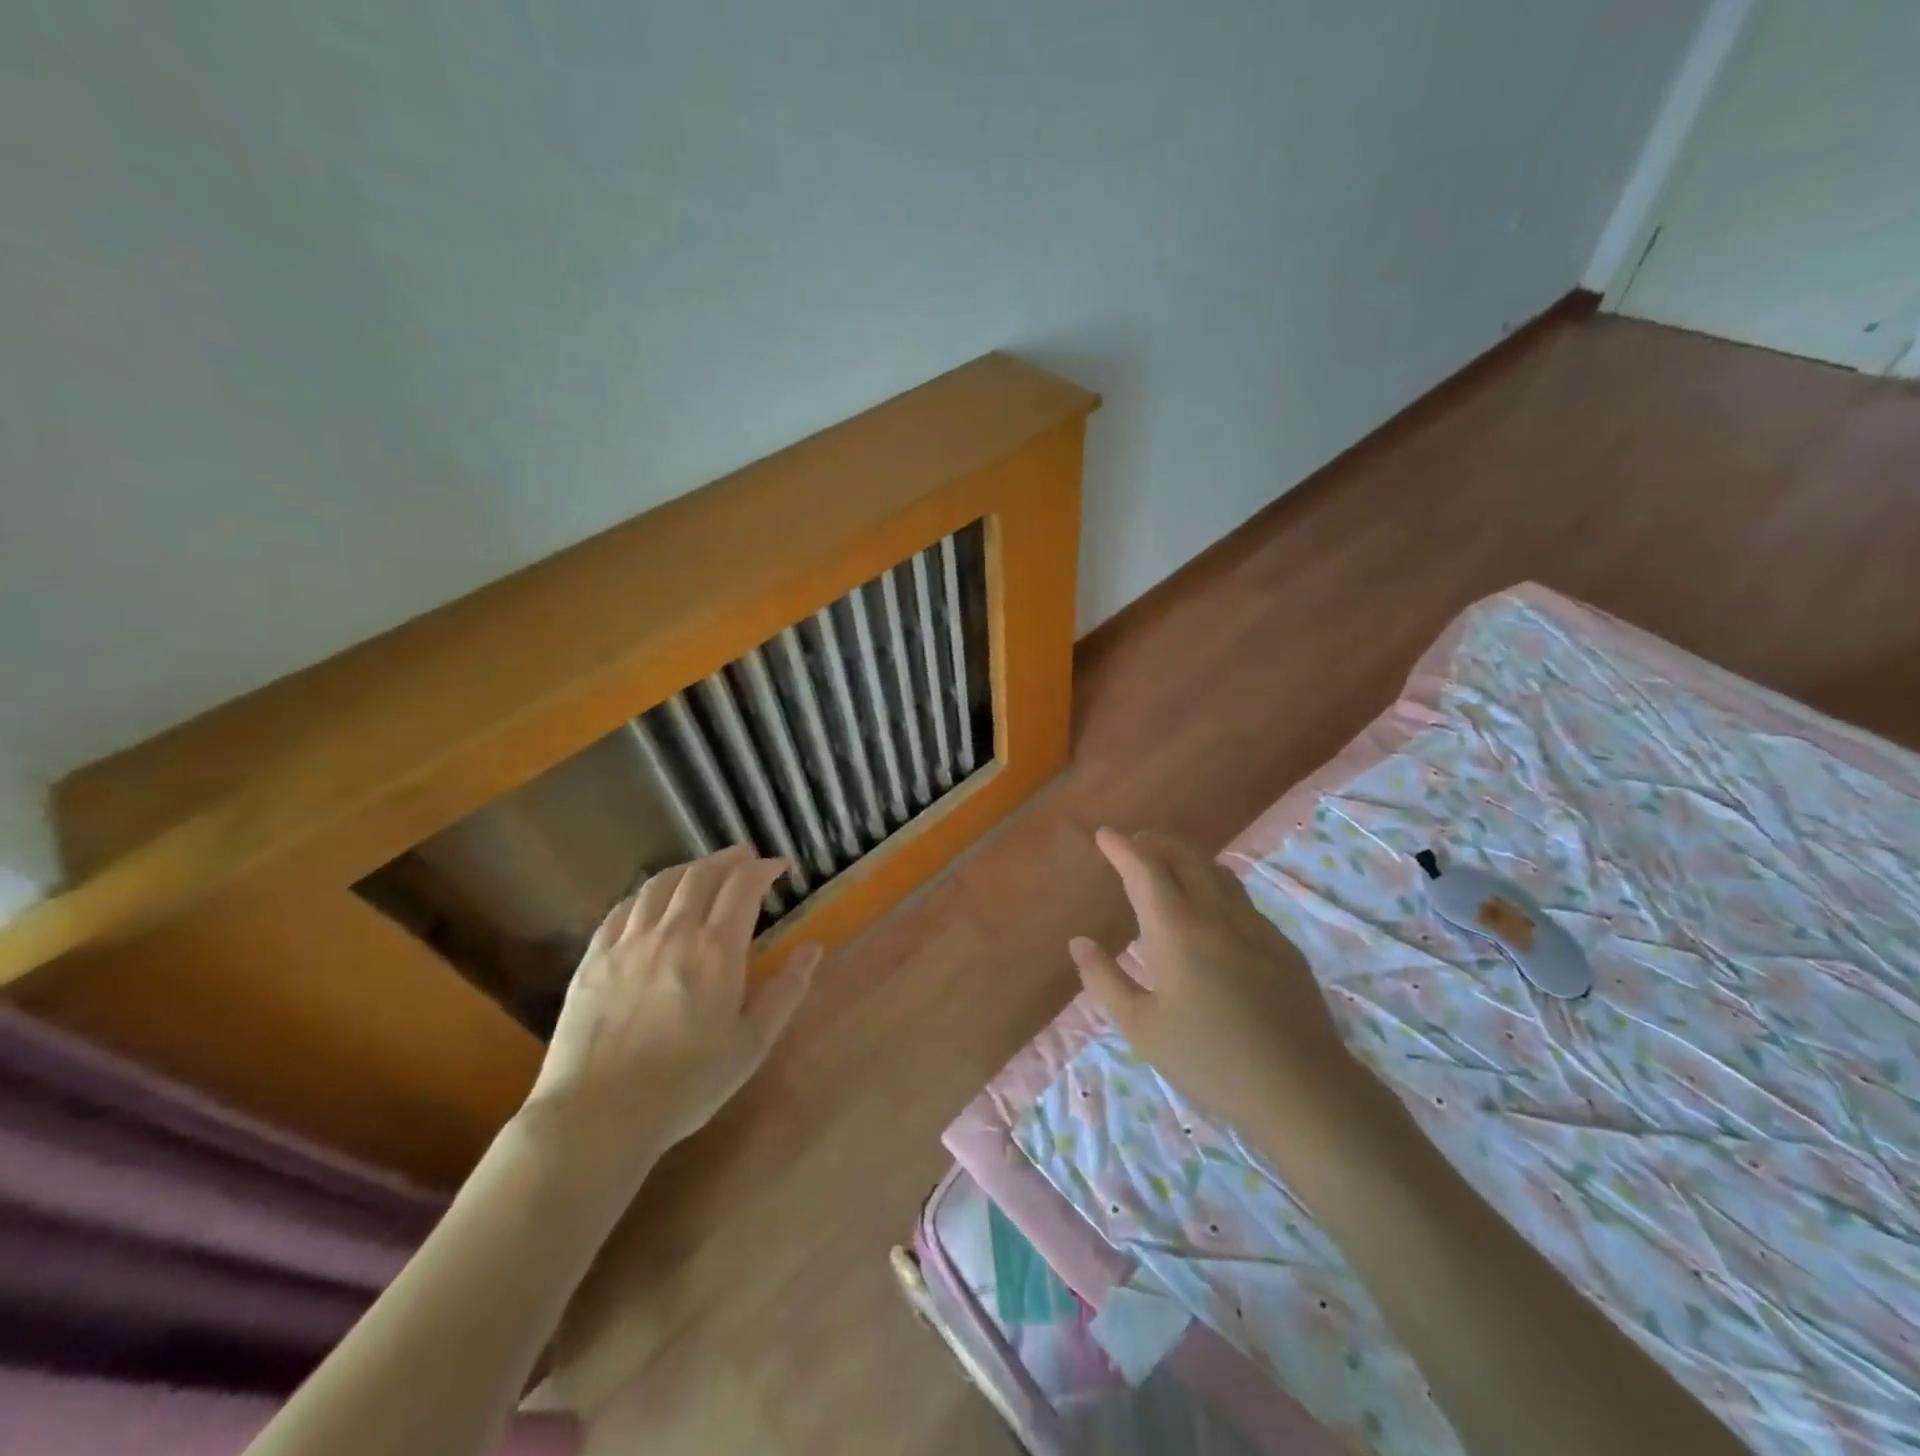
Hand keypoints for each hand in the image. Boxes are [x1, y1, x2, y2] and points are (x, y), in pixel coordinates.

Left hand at [519, 845, 819, 1184]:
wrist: (598, 1115)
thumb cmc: (686, 1085)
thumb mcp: (751, 1044)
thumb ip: (785, 991)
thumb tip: (813, 948)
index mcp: (716, 950)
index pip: (743, 886)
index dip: (764, 868)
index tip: (779, 867)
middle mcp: (673, 932)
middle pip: (702, 874)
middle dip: (729, 859)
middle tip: (745, 859)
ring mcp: (629, 942)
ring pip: (660, 883)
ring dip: (688, 868)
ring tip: (702, 871)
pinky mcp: (594, 958)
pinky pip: (622, 908)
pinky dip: (646, 893)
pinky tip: (651, 901)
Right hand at [1069, 828, 1356, 1133]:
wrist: (1302, 1089)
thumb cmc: (1209, 1059)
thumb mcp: (1141, 1027)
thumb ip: (1105, 979)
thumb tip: (1079, 942)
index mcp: (1177, 930)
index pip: (1145, 871)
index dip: (1122, 849)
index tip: (1105, 835)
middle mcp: (1217, 915)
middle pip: (1186, 858)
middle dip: (1157, 843)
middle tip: (1136, 843)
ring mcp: (1256, 927)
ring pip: (1219, 873)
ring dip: (1189, 859)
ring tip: (1171, 866)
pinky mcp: (1283, 947)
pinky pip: (1242, 900)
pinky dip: (1216, 886)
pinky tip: (1213, 913)